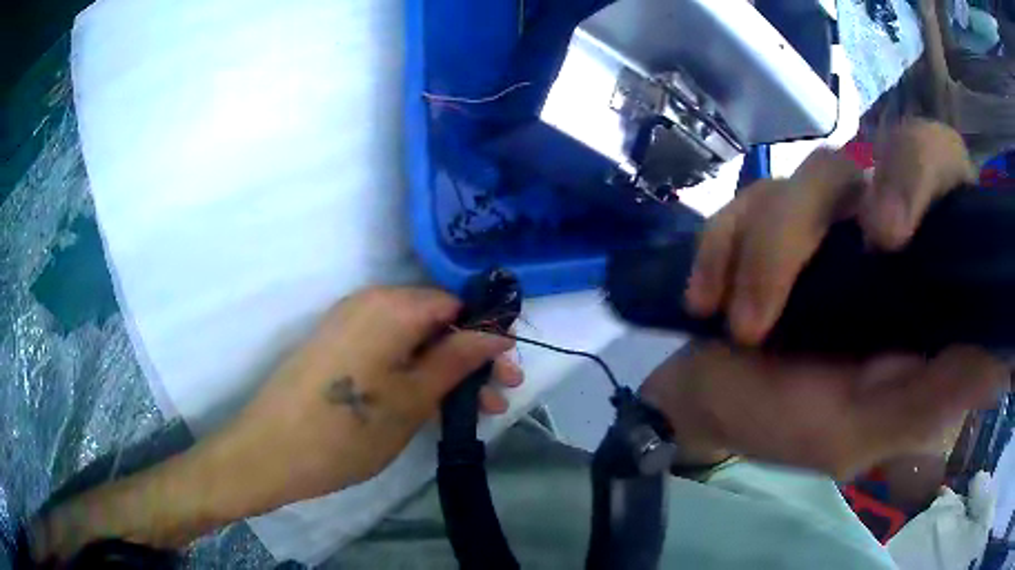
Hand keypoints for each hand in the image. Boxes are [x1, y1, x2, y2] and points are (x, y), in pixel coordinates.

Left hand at [208, 286, 519, 507]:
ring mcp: (349, 326)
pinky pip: (388, 353)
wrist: (270, 452)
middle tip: (497, 397)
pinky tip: (433, 407)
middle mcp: (369, 303)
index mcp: (391, 305)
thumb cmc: (347, 429)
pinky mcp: (337, 350)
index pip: (456, 303)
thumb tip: (497, 332)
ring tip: (473, 411)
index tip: (505, 371)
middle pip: (435, 323)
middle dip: (469, 359)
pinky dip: (414, 376)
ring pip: (413, 342)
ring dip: (445, 372)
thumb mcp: (414, 398)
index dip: (486, 335)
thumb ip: (458, 359)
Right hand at [644, 120, 1007, 478]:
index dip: (923, 175)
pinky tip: (707, 301)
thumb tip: (998, 361)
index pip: (945, 179)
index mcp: (922, 283)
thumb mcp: (860, 434)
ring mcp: (827, 219)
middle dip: (843, 198)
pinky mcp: (769, 216)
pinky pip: (743, 202)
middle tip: (818, 252)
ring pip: (806, 179)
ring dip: (766, 252)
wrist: (711, 407)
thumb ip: (926, 405)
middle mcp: (885, 236)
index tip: (886, 234)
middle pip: (880, 149)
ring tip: (744, 326)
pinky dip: (721, 250)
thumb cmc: (789, 427)